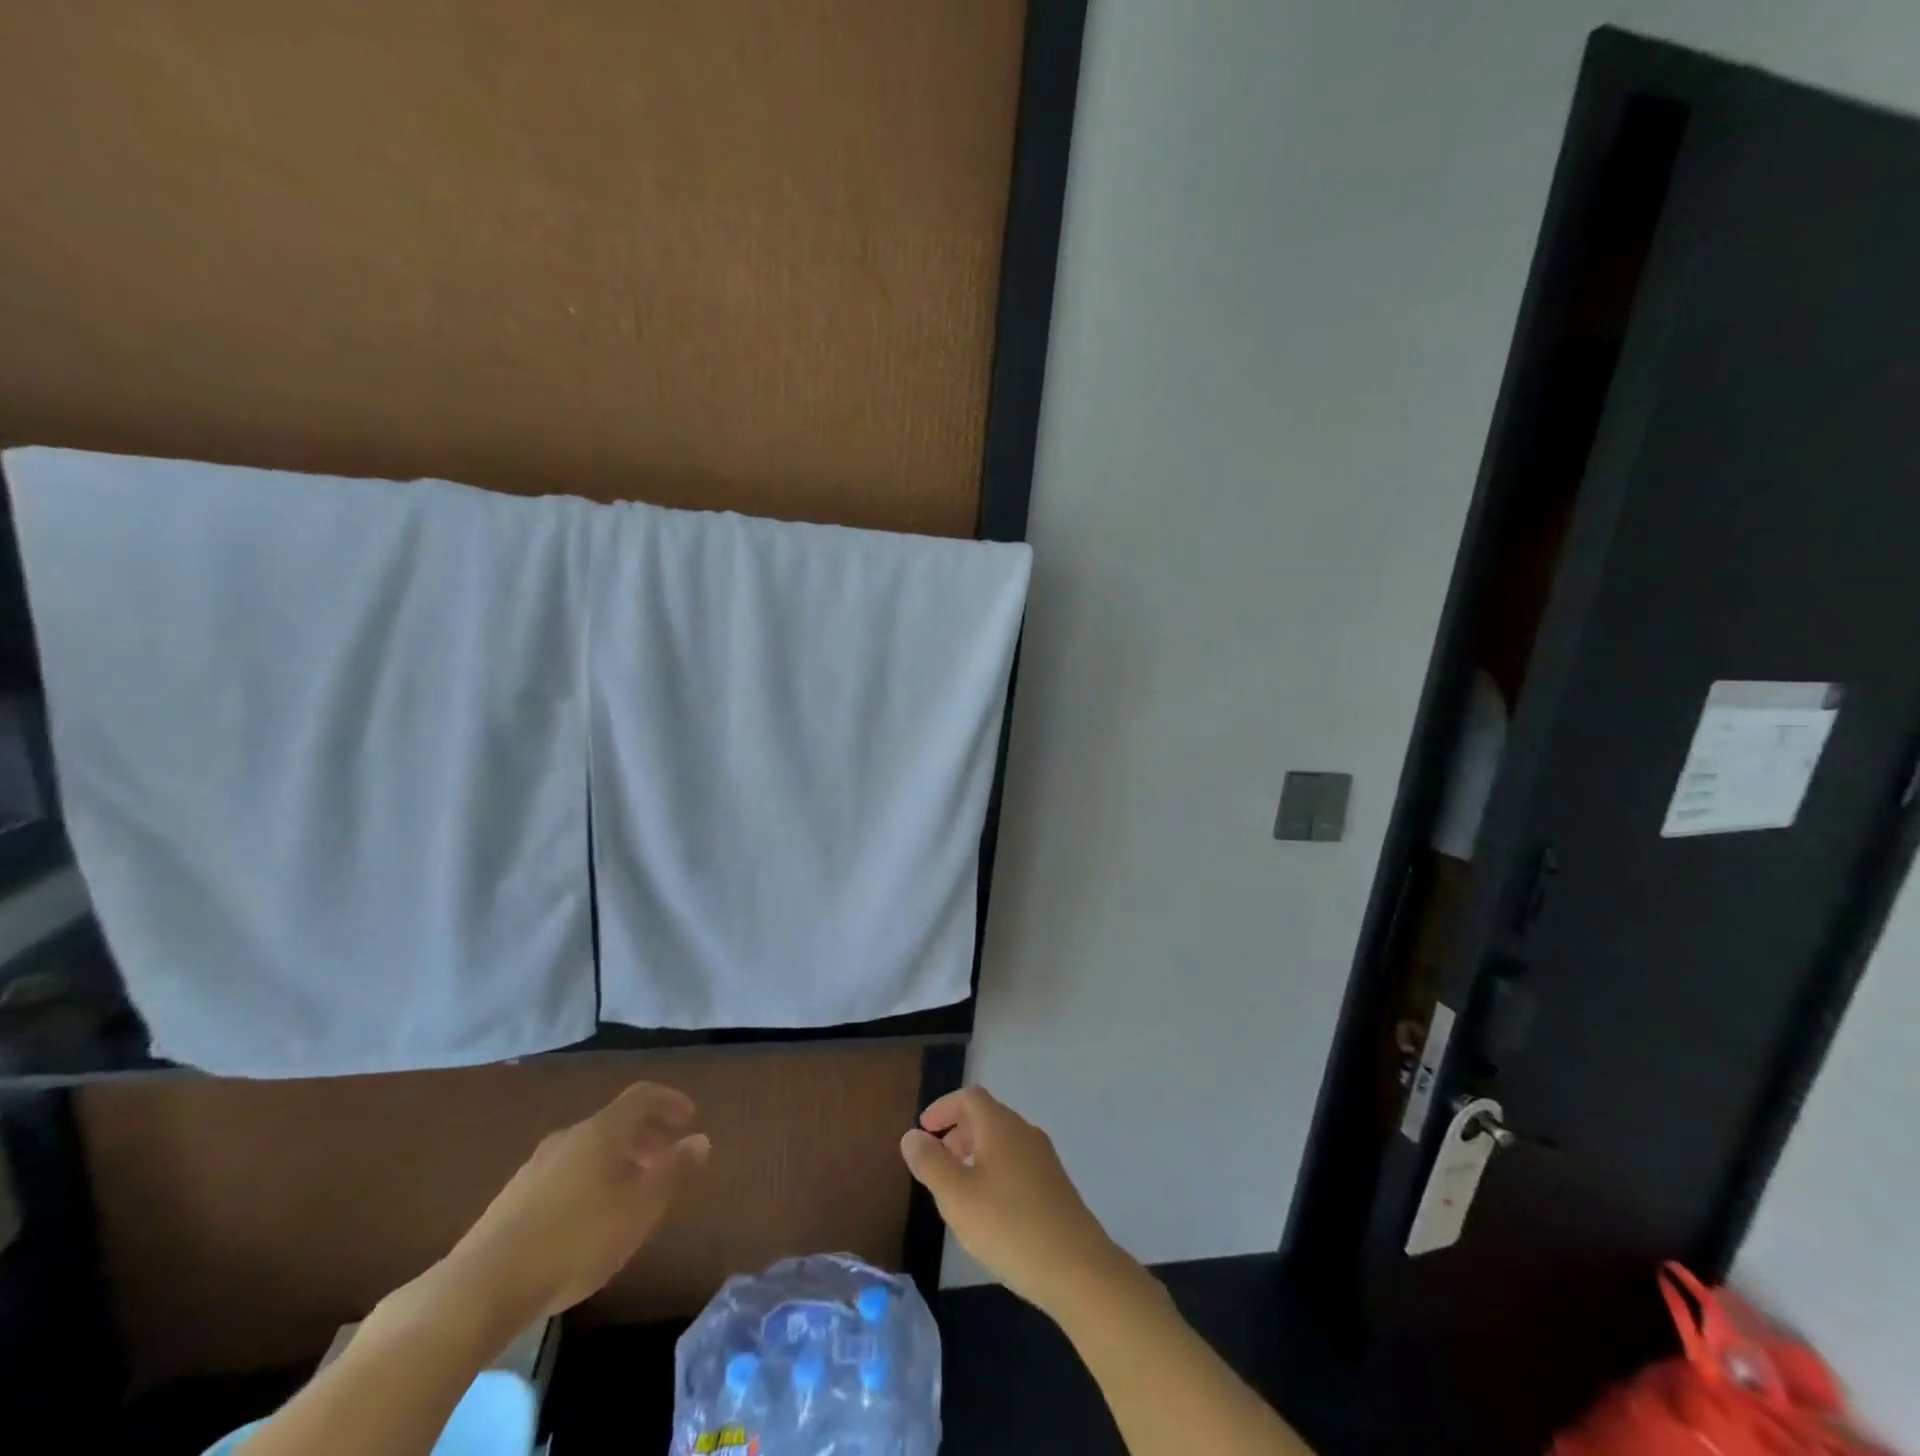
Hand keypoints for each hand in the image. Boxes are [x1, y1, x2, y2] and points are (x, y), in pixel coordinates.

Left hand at [437, 1081, 709, 1329]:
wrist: (478, 1290)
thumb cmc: (574, 1242)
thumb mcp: (639, 1210)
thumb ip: (673, 1172)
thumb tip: (700, 1139)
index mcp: (601, 1131)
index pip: (642, 1096)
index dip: (669, 1101)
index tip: (690, 1118)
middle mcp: (569, 1137)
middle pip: (615, 1123)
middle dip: (646, 1136)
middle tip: (666, 1159)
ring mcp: (535, 1167)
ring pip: (589, 1150)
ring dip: (618, 1160)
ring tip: (632, 1193)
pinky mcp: (512, 1200)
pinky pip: (565, 1173)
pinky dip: (590, 1180)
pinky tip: (589, 1220)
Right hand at [900, 1086, 1129, 1318]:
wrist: (1078, 1268)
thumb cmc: (1009, 1226)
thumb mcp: (957, 1197)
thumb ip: (931, 1163)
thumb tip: (912, 1135)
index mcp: (1001, 1126)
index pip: (969, 1098)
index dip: (943, 1108)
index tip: (923, 1131)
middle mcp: (1025, 1132)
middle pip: (987, 1117)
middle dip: (957, 1132)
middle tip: (935, 1161)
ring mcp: (1044, 1159)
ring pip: (1002, 1142)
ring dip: (975, 1154)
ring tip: (956, 1189)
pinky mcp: (1054, 1186)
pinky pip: (1016, 1163)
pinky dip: (993, 1171)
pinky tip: (988, 1210)